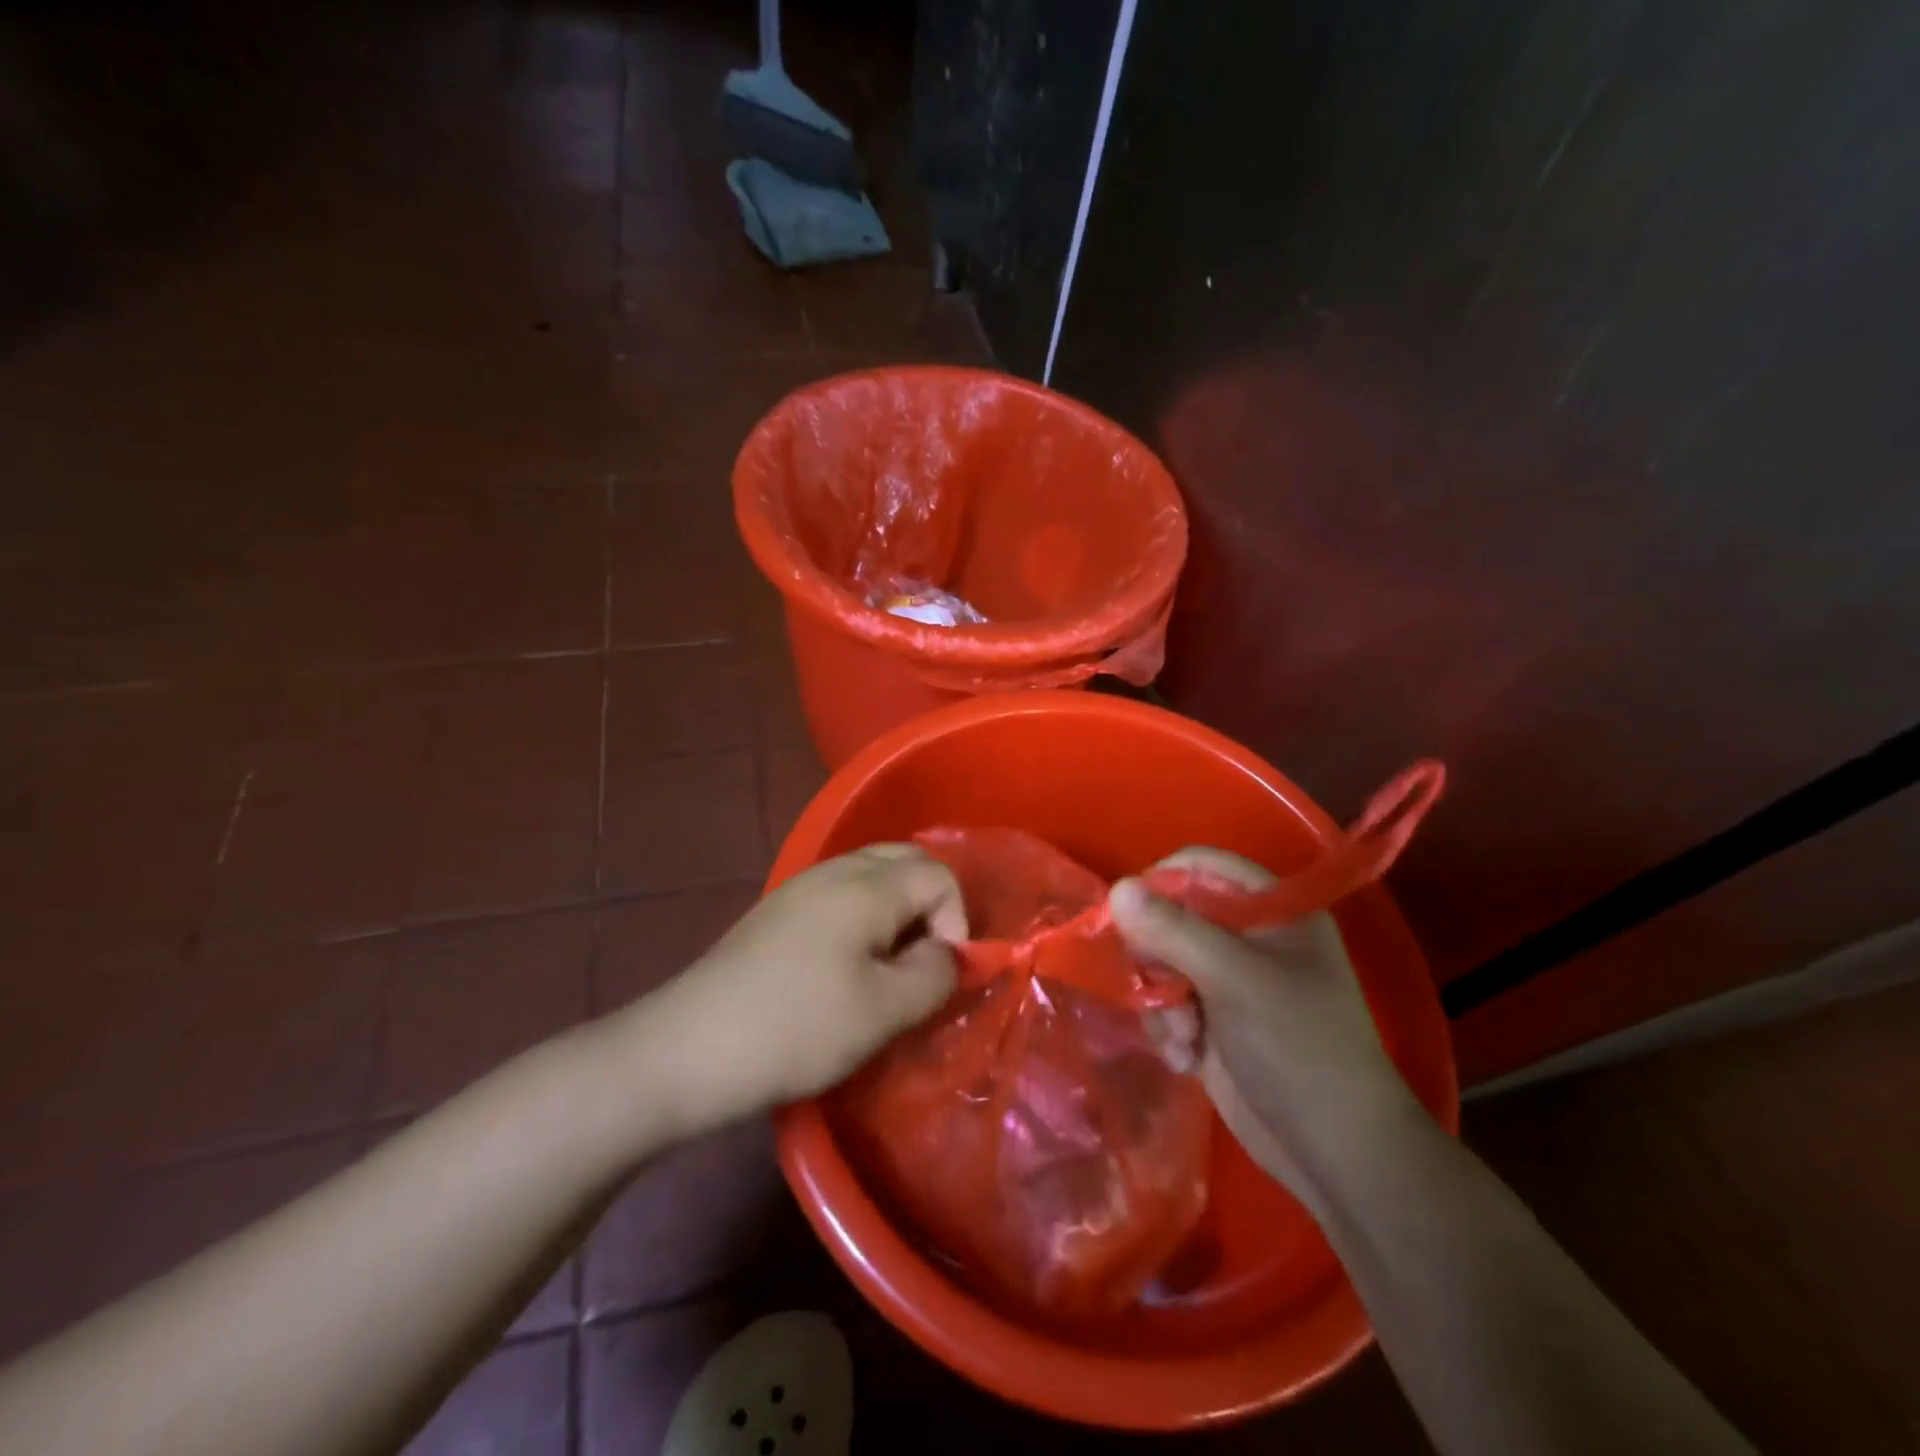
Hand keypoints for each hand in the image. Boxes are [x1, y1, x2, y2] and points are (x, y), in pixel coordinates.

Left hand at [625, 845, 966, 1135]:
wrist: (687, 1049)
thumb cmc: (797, 1028)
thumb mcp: (883, 1011)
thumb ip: (934, 974)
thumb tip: (950, 953)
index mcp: (865, 886)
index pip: (938, 874)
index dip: (957, 920)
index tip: (942, 973)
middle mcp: (834, 871)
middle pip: (904, 860)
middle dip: (930, 904)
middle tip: (925, 960)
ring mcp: (800, 888)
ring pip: (870, 875)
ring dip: (897, 910)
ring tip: (891, 966)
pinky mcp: (777, 912)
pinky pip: (840, 894)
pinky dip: (864, 917)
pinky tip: (848, 965)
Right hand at [1108, 848, 1421, 1214]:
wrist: (1335, 1153)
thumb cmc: (1298, 1047)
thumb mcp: (1234, 979)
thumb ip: (1173, 931)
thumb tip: (1116, 889)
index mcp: (1271, 910)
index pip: (1202, 865)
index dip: (1162, 881)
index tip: (1129, 914)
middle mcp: (1248, 937)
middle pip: (1172, 914)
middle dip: (1157, 955)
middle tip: (1160, 986)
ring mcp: (1228, 981)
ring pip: (1161, 962)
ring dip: (1161, 1001)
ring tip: (1183, 1036)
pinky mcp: (1212, 1021)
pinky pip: (1166, 1003)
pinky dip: (1168, 1028)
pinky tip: (1186, 1058)